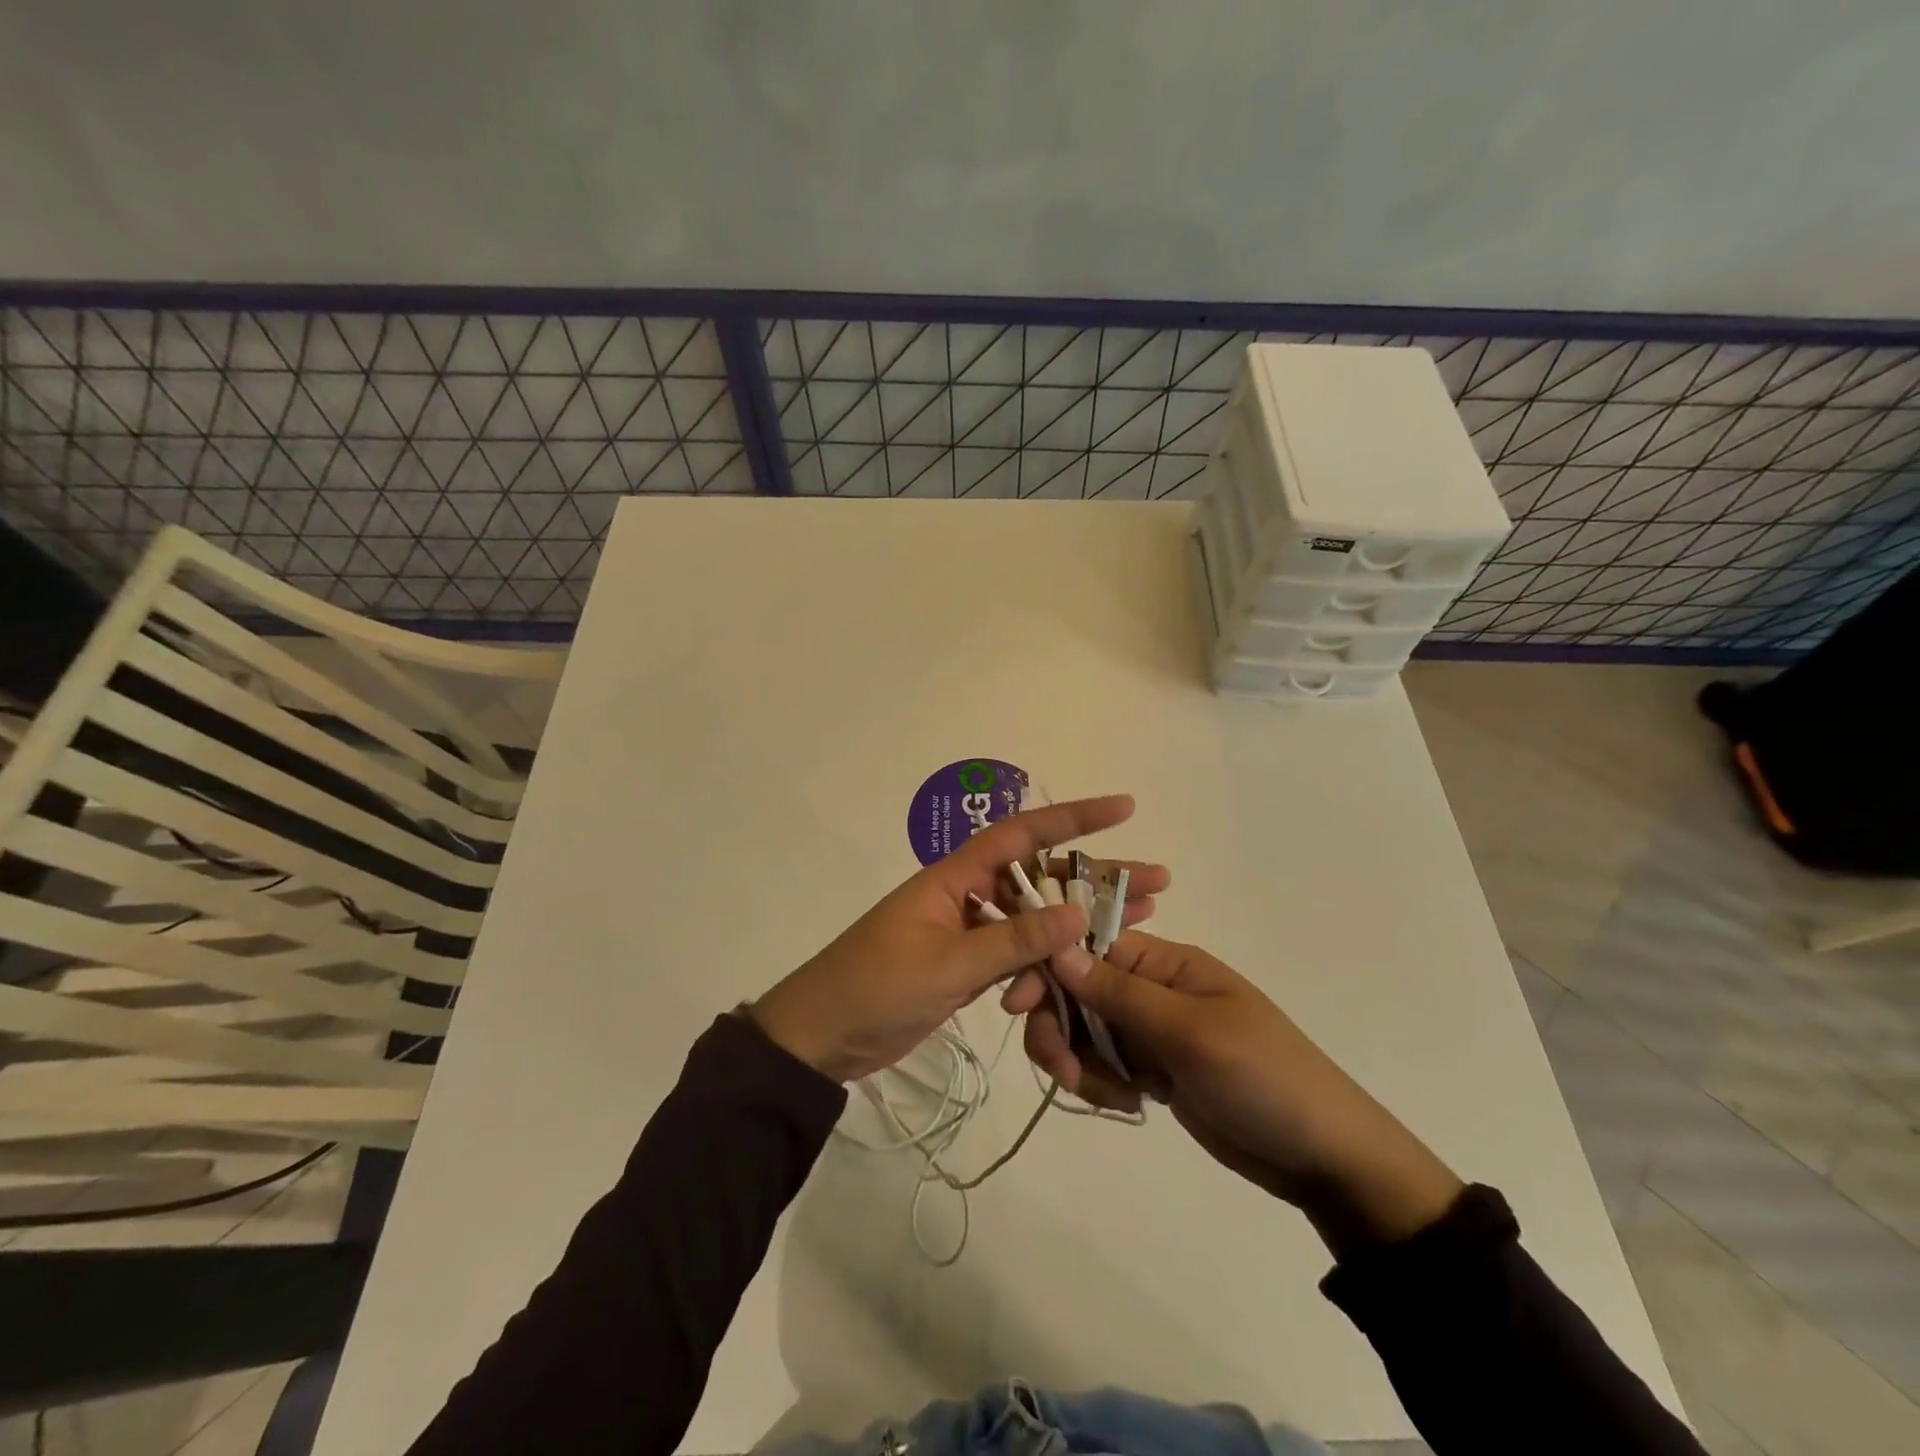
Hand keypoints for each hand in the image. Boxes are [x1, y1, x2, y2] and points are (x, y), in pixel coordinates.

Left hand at [750, 795, 1169, 1083]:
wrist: (820, 1039)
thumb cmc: (874, 988)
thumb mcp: (946, 965)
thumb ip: (1013, 941)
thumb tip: (1078, 914)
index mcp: (954, 879)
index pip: (1022, 836)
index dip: (1073, 819)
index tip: (1123, 809)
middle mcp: (967, 897)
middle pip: (1042, 880)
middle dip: (1096, 880)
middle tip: (1156, 883)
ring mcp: (968, 934)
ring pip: (1036, 921)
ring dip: (1081, 924)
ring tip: (1140, 921)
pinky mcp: (967, 968)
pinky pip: (1018, 957)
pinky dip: (1047, 965)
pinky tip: (1082, 972)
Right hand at [1010, 932, 1462, 1255]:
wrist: (1322, 1156)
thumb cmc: (1264, 1078)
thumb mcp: (1192, 1033)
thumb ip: (1121, 994)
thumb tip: (1058, 950)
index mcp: (1166, 962)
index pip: (1088, 947)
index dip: (1048, 969)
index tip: (1016, 1002)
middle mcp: (1152, 987)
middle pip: (1077, 990)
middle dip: (1059, 1026)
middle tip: (1061, 1072)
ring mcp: (1150, 1030)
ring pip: (1083, 1030)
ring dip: (1078, 1060)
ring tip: (1109, 1096)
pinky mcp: (1151, 1068)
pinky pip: (1102, 1064)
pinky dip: (1101, 1083)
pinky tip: (1130, 1104)